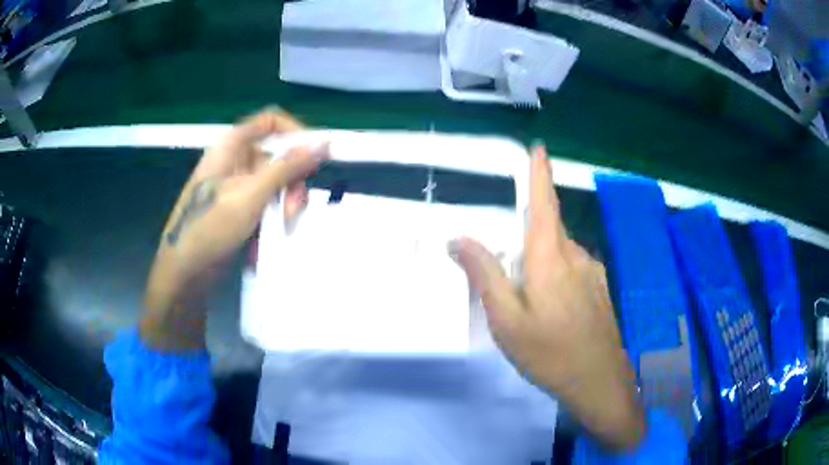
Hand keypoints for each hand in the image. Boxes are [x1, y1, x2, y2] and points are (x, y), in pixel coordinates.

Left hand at [141, 109, 325, 349]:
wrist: (184, 272)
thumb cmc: (210, 227)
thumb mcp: (251, 195)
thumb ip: (287, 168)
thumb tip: (323, 143)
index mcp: (231, 146)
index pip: (271, 122)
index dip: (295, 133)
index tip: (316, 156)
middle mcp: (234, 160)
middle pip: (277, 156)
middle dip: (290, 182)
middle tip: (293, 210)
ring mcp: (235, 186)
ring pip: (274, 183)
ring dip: (282, 205)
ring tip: (280, 229)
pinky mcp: (237, 208)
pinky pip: (264, 204)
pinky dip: (270, 219)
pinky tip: (264, 239)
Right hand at [450, 145, 644, 450]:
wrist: (599, 381)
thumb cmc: (549, 352)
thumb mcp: (506, 320)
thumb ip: (484, 275)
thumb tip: (458, 239)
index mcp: (550, 257)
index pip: (544, 203)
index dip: (540, 173)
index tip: (540, 148)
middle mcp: (576, 255)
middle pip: (548, 231)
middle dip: (528, 242)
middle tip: (514, 282)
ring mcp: (593, 272)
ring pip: (560, 254)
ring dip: (542, 266)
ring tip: (533, 307)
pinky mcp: (600, 289)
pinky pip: (573, 270)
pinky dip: (557, 279)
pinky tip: (554, 314)